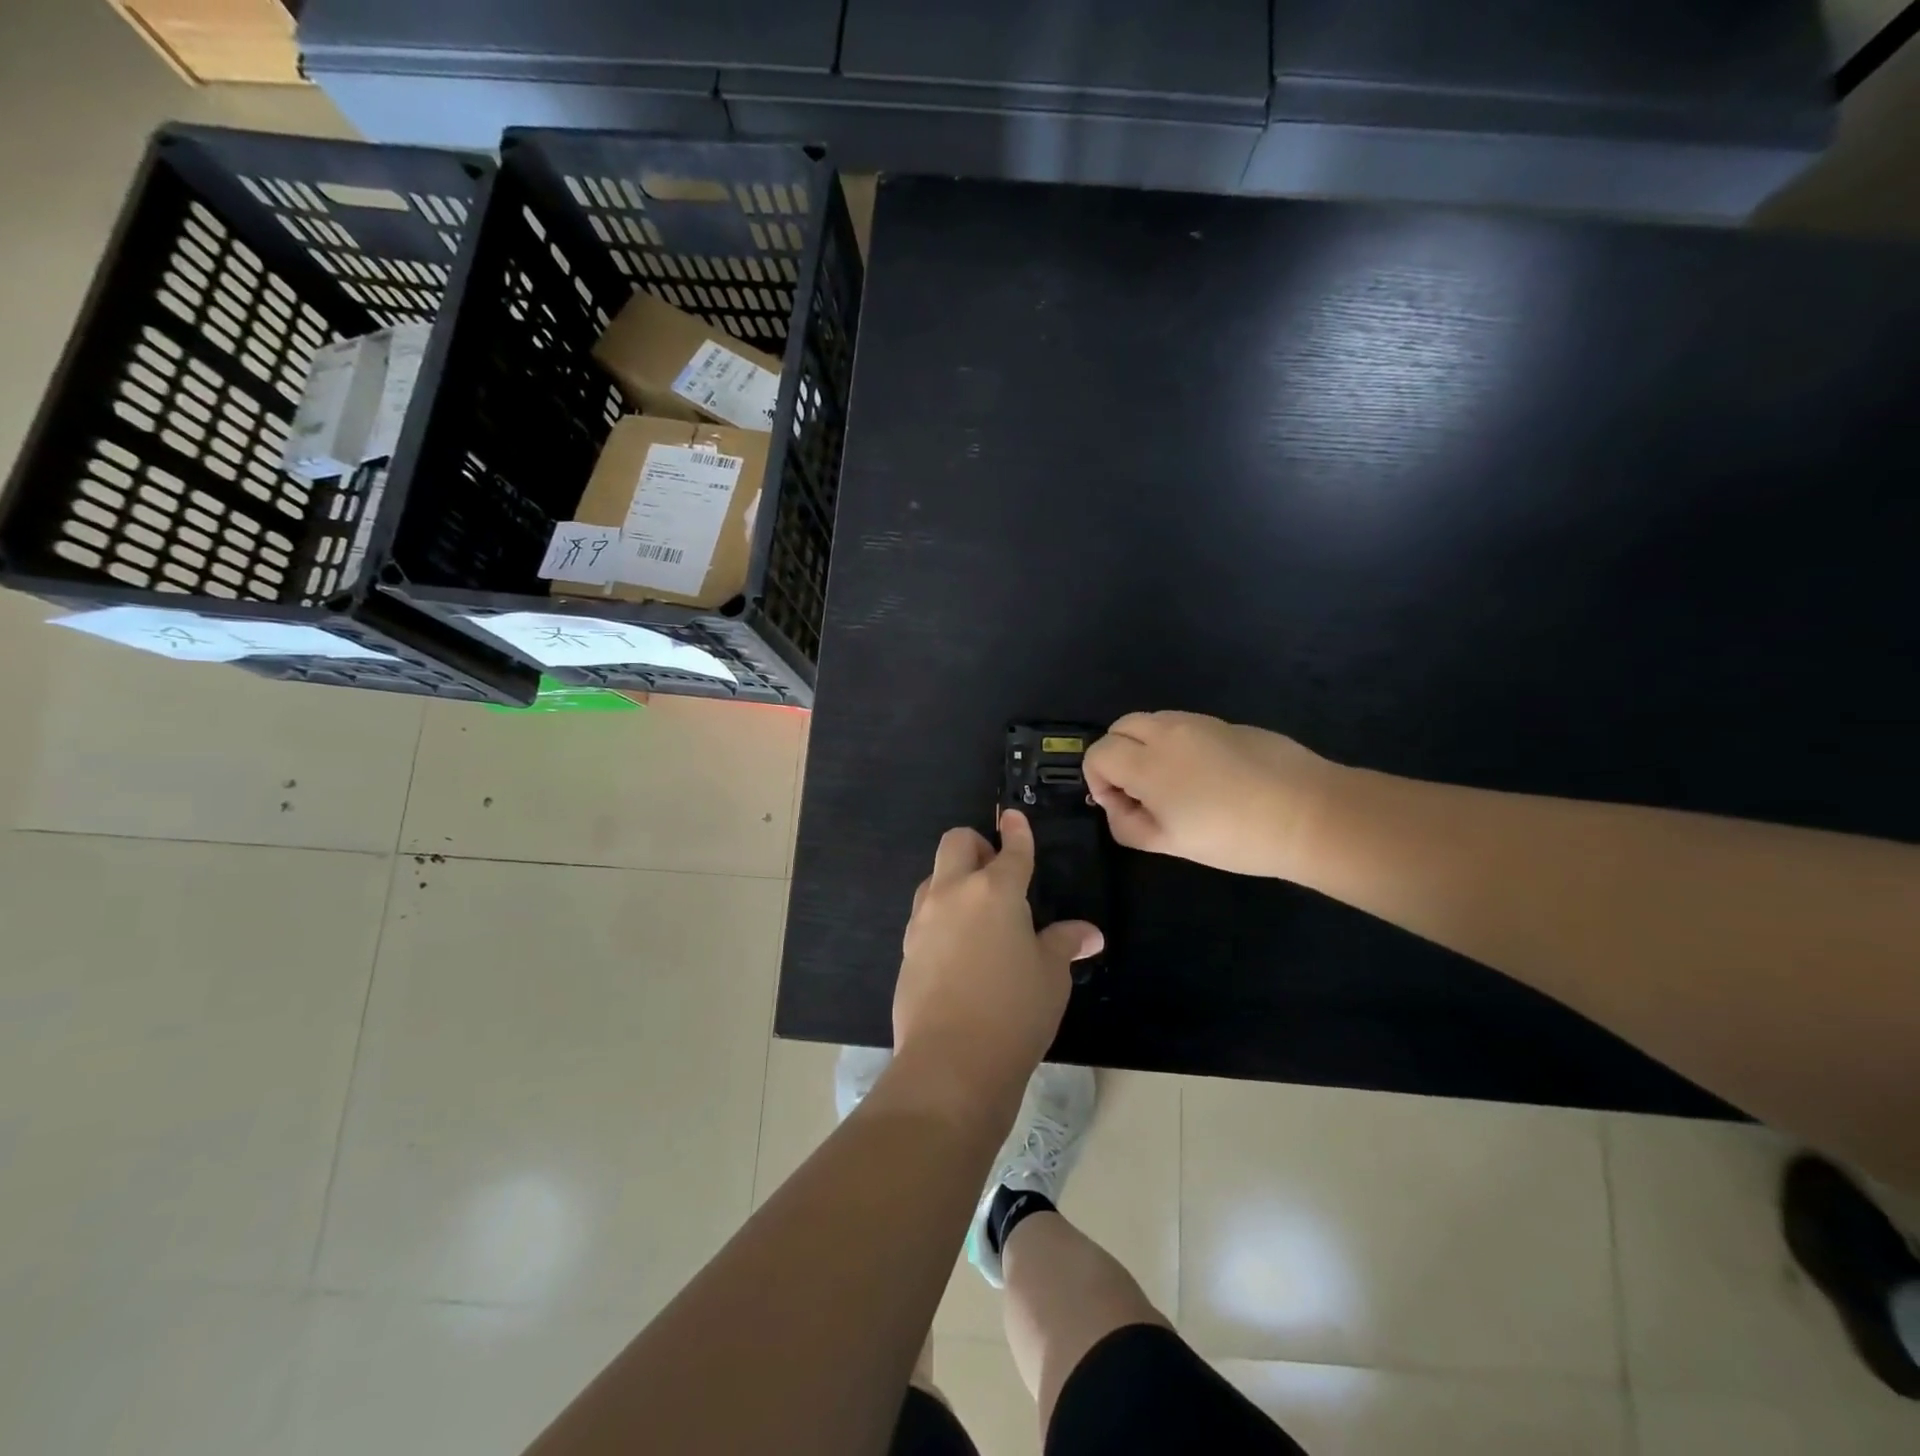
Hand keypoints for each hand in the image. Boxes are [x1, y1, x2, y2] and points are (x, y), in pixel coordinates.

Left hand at [893, 810, 1102, 1100]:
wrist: (951, 1061)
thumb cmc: (1014, 1010)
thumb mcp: (1050, 976)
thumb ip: (1064, 944)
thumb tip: (1089, 934)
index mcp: (995, 890)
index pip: (1011, 849)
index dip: (1017, 831)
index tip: (1014, 818)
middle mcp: (953, 893)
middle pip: (956, 843)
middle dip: (977, 844)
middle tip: (996, 870)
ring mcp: (923, 920)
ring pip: (934, 877)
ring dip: (954, 880)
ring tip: (978, 912)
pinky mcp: (906, 948)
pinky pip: (924, 915)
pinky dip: (942, 915)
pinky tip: (959, 947)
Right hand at [1083, 711, 1338, 878]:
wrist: (1310, 813)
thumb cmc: (1233, 837)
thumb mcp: (1170, 844)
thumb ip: (1128, 825)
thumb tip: (1117, 805)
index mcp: (1147, 762)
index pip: (1098, 753)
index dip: (1097, 780)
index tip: (1120, 805)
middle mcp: (1167, 731)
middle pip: (1120, 727)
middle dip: (1116, 756)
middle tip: (1139, 791)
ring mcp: (1199, 722)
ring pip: (1152, 721)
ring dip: (1145, 746)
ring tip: (1172, 783)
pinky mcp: (1227, 723)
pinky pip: (1184, 725)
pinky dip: (1175, 743)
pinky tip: (1205, 776)